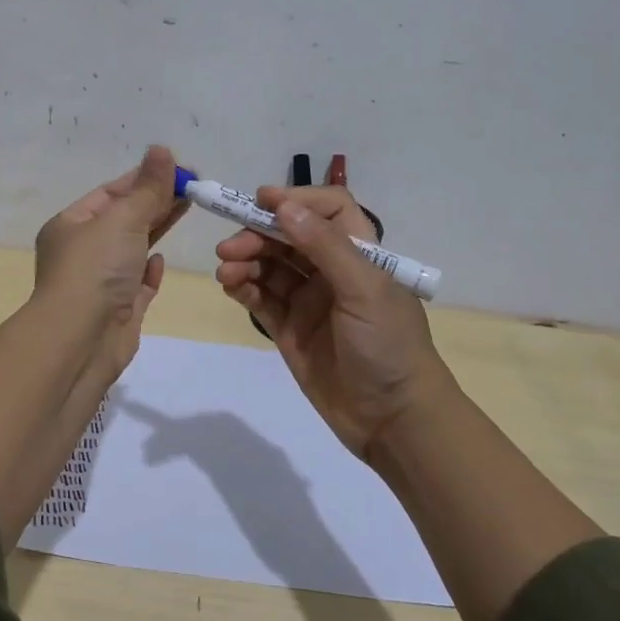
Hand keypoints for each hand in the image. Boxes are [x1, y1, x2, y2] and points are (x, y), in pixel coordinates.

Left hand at [33, 145, 186, 376]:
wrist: (80, 342)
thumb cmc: (95, 270)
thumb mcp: (123, 219)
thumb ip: (148, 188)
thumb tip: (162, 149)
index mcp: (71, 225)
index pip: (111, 192)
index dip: (145, 178)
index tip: (181, 169)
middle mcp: (82, 252)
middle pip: (124, 218)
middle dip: (157, 201)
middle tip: (195, 186)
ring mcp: (100, 283)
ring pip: (133, 249)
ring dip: (157, 229)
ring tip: (188, 208)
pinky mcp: (118, 310)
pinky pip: (136, 284)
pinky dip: (148, 271)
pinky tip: (159, 262)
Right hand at [214, 186, 447, 459]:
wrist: (393, 421)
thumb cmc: (389, 346)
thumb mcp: (364, 290)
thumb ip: (324, 245)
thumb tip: (284, 205)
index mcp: (360, 254)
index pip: (327, 210)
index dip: (296, 199)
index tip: (261, 200)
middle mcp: (332, 271)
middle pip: (288, 236)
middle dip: (258, 234)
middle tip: (229, 248)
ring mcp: (309, 301)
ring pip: (270, 266)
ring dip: (245, 261)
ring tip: (225, 271)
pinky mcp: (289, 329)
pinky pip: (261, 298)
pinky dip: (243, 287)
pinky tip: (230, 285)